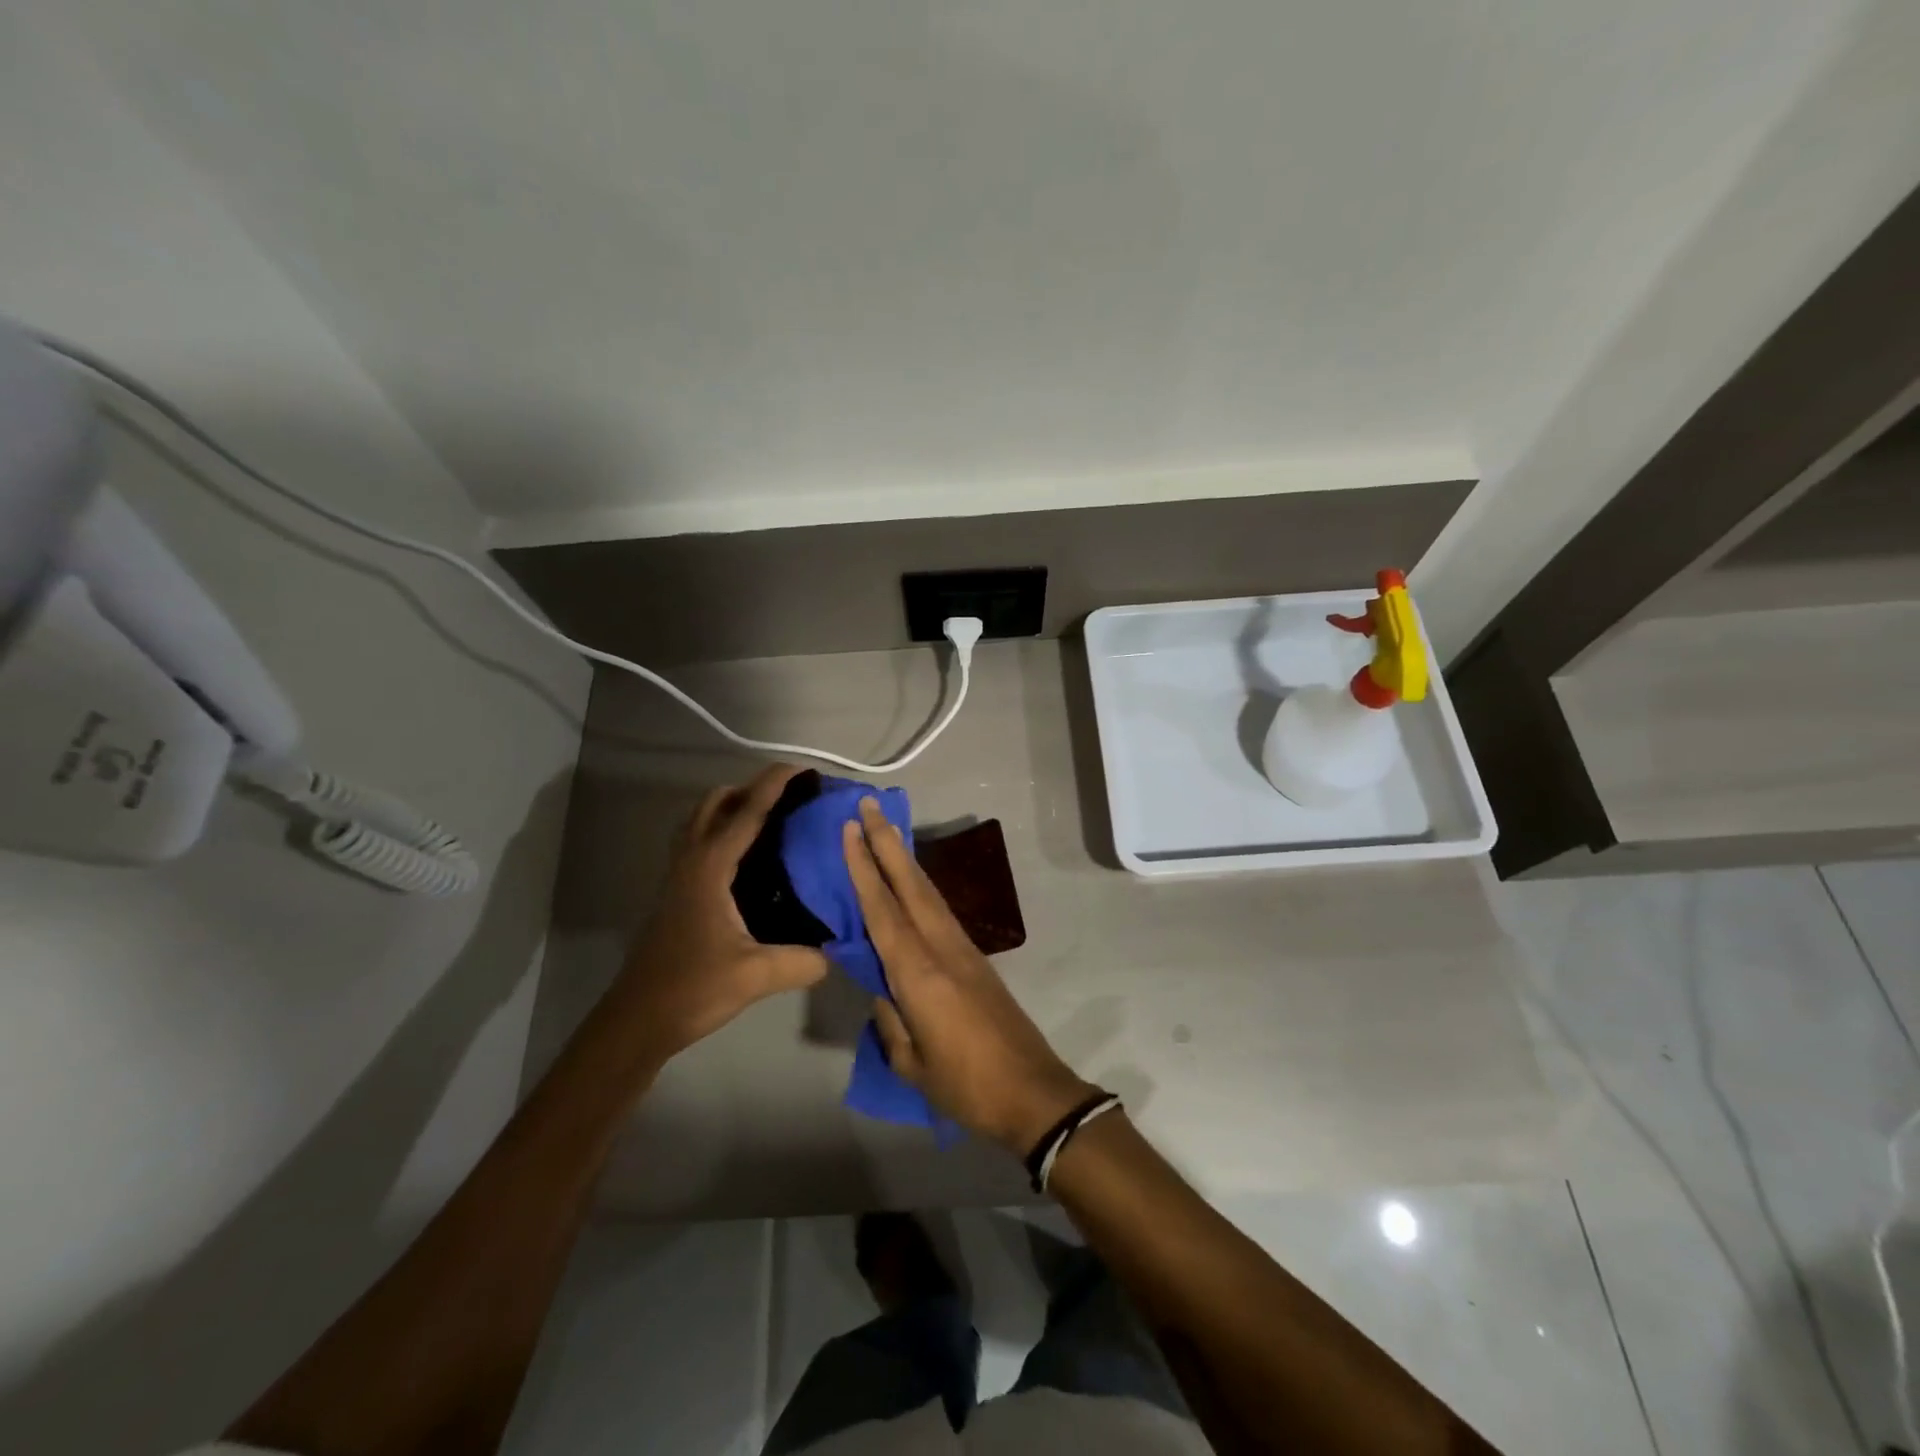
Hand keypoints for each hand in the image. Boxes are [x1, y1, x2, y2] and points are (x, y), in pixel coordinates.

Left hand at [617, 764, 830, 1058]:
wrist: (638, 1018)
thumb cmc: (692, 988)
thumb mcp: (755, 975)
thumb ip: (802, 961)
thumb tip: (836, 953)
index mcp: (711, 867)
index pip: (747, 811)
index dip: (776, 784)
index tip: (804, 768)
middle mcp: (691, 860)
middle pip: (717, 802)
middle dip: (753, 788)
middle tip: (791, 797)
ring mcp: (679, 873)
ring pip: (702, 818)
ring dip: (733, 806)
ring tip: (772, 818)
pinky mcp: (676, 890)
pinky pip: (699, 839)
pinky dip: (722, 829)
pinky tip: (749, 857)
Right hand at [843, 797, 1095, 1152]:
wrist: (1032, 1092)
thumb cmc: (966, 1086)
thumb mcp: (912, 1063)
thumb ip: (890, 1019)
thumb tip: (880, 986)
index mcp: (919, 974)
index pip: (882, 911)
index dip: (863, 868)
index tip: (850, 830)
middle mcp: (941, 949)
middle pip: (910, 886)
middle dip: (887, 843)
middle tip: (868, 806)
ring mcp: (963, 950)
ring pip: (928, 893)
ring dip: (904, 859)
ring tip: (886, 830)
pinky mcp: (976, 958)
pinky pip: (939, 911)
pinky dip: (920, 887)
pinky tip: (910, 881)